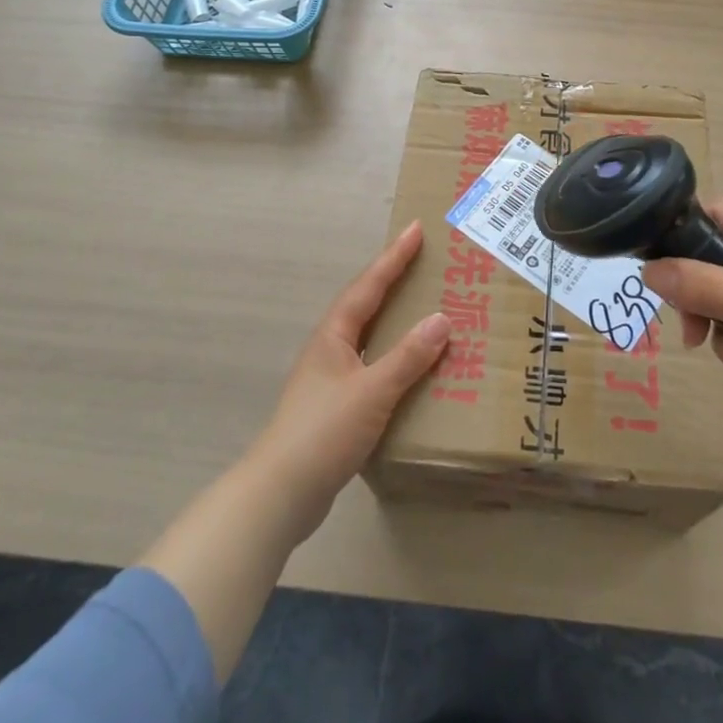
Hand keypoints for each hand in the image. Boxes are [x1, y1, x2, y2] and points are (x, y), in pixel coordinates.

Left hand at [246, 220, 449, 540]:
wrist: (281, 493)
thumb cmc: (324, 432)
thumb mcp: (372, 391)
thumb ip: (408, 357)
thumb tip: (441, 319)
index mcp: (334, 335)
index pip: (369, 286)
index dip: (393, 257)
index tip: (415, 229)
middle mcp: (330, 348)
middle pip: (366, 303)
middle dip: (393, 279)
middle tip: (423, 260)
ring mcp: (330, 378)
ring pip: (369, 335)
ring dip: (394, 317)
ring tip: (423, 306)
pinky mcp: (336, 406)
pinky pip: (372, 365)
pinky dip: (394, 355)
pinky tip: (411, 368)